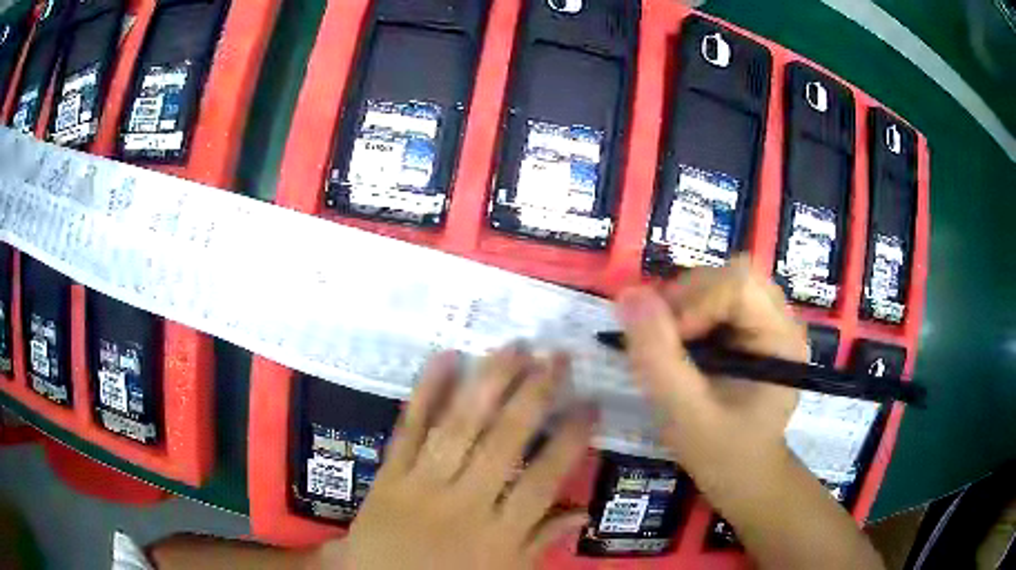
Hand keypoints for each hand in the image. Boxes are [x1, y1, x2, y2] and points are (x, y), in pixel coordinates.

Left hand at [334, 345, 595, 569]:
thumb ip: (541, 542)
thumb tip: (583, 511)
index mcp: (498, 533)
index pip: (543, 479)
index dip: (570, 439)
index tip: (590, 403)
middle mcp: (464, 503)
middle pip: (504, 442)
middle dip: (534, 394)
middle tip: (556, 356)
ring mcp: (421, 484)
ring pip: (459, 426)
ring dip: (489, 383)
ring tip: (515, 347)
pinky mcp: (388, 474)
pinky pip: (408, 428)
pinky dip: (425, 392)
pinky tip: (445, 357)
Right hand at [615, 256, 807, 483]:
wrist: (743, 475)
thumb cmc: (722, 453)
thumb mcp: (684, 414)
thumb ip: (658, 357)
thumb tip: (630, 295)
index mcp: (781, 341)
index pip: (739, 285)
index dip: (695, 302)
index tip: (668, 344)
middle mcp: (782, 321)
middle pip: (732, 275)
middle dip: (688, 299)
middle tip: (661, 340)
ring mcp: (770, 322)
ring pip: (722, 281)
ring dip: (686, 305)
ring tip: (671, 345)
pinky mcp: (754, 327)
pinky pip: (718, 297)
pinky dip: (690, 313)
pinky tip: (683, 346)